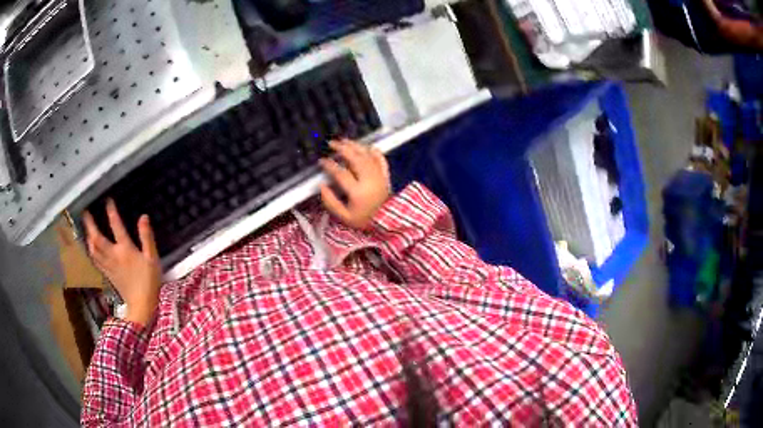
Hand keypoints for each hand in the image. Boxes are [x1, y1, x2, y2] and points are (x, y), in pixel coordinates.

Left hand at [83, 199, 161, 326]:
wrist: (142, 306)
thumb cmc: (149, 282)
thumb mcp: (152, 258)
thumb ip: (147, 237)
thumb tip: (143, 217)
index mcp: (125, 250)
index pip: (116, 226)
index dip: (112, 212)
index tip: (108, 201)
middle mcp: (113, 256)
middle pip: (97, 239)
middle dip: (90, 225)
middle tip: (85, 213)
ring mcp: (108, 266)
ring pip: (93, 250)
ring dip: (88, 237)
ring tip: (85, 228)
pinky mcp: (107, 275)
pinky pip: (96, 260)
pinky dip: (91, 251)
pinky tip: (90, 248)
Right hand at [319, 140, 390, 228]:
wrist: (387, 221)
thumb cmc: (364, 219)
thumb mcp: (344, 217)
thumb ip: (331, 202)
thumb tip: (322, 187)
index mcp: (358, 192)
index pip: (341, 173)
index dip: (330, 165)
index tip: (321, 161)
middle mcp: (369, 180)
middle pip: (355, 159)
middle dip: (342, 148)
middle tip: (331, 143)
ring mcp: (379, 175)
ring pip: (367, 155)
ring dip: (355, 146)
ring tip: (344, 141)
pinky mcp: (386, 174)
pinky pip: (380, 158)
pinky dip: (373, 151)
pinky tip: (366, 146)